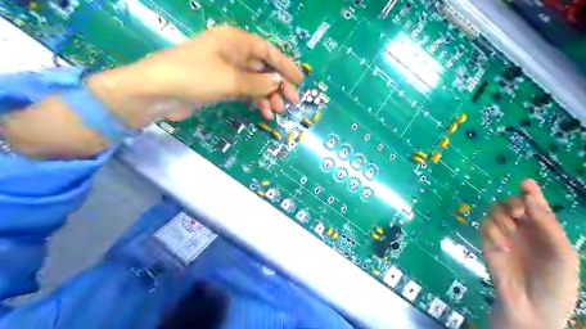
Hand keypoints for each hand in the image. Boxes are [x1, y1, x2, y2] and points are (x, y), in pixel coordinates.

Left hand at [88, 25, 304, 125]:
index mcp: (235, 41)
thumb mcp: (230, 79)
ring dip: (268, 96)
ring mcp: (226, 70)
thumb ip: (258, 82)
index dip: (285, 65)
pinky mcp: (221, 85)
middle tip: (292, 102)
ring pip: (255, 82)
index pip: (268, 51)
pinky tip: (264, 113)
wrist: (157, 92)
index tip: (300, 80)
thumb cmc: (195, 77)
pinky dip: (255, 101)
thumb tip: (278, 82)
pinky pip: (244, 91)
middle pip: (263, 68)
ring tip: (277, 112)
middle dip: (278, 85)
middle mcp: (232, 52)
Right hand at [481, 180, 579, 328]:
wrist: (532, 307)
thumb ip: (546, 223)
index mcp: (543, 230)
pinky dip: (491, 232)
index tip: (525, 183)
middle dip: (510, 204)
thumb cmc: (556, 282)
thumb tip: (528, 194)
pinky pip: (483, 226)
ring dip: (500, 217)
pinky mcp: (486, 243)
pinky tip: (500, 246)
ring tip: (508, 232)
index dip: (530, 192)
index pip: (534, 205)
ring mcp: (502, 235)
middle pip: (509, 204)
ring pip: (493, 212)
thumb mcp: (562, 252)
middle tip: (516, 214)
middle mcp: (521, 229)